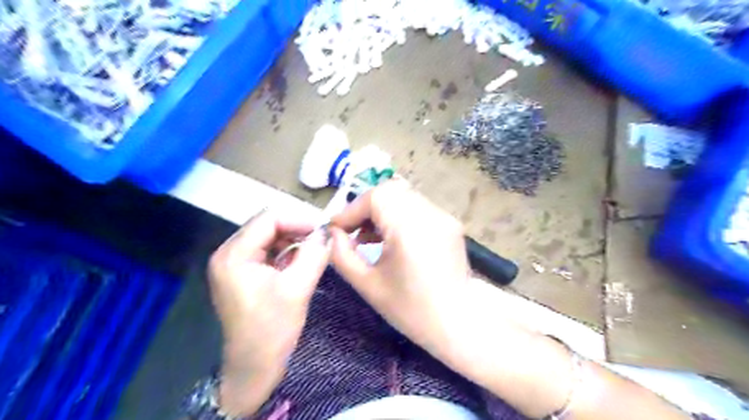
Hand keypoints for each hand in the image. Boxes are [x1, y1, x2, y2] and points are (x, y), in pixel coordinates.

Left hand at [206, 212, 330, 414]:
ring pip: (267, 238)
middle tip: (321, 240)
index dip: (298, 220)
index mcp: (234, 255)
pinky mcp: (240, 275)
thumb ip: (314, 255)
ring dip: (292, 241)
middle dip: (296, 230)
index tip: (323, 231)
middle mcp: (228, 254)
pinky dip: (284, 253)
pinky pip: (265, 253)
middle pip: (266, 226)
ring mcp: (232, 264)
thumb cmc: (272, 330)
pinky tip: (299, 263)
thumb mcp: (297, 289)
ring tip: (313, 252)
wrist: (253, 368)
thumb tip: (328, 232)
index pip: (268, 219)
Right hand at [329, 180, 469, 353]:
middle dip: (365, 207)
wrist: (459, 323)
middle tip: (352, 231)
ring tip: (369, 237)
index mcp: (410, 228)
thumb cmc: (411, 310)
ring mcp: (443, 216)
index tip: (336, 229)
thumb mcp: (368, 285)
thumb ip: (342, 255)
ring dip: (382, 210)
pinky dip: (398, 214)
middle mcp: (430, 214)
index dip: (351, 209)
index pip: (375, 197)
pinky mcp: (449, 222)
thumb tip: (333, 233)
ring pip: (403, 197)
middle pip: (390, 191)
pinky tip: (390, 238)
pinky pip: (417, 207)